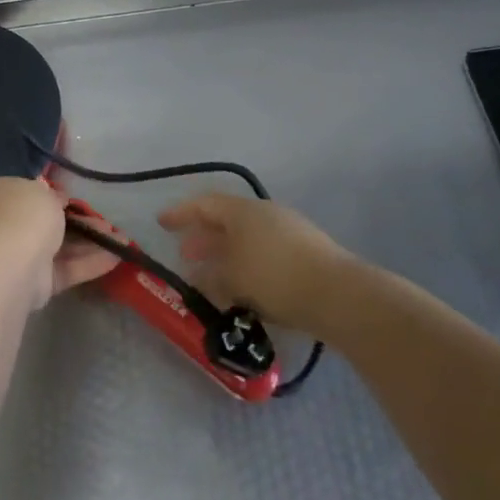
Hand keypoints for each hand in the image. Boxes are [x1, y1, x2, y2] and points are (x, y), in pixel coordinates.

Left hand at [0, 177, 117, 307]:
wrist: (5, 263)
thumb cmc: (21, 215)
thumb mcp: (42, 192)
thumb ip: (52, 196)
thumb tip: (55, 199)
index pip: (27, 194)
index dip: (53, 197)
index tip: (76, 200)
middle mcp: (3, 225)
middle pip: (46, 223)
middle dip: (79, 223)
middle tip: (106, 223)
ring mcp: (17, 256)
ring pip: (59, 247)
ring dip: (90, 243)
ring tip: (121, 241)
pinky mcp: (33, 284)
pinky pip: (64, 269)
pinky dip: (89, 264)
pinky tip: (117, 258)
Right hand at [158, 191, 355, 326]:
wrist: (338, 294)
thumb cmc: (273, 276)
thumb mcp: (232, 277)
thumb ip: (210, 275)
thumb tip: (198, 274)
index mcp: (243, 211)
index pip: (204, 204)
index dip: (180, 213)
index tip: (161, 223)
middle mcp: (265, 214)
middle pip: (226, 220)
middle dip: (203, 237)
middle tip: (185, 253)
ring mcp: (288, 232)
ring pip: (245, 239)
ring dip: (225, 254)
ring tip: (211, 276)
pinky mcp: (305, 254)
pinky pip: (263, 253)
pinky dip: (246, 265)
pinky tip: (242, 288)